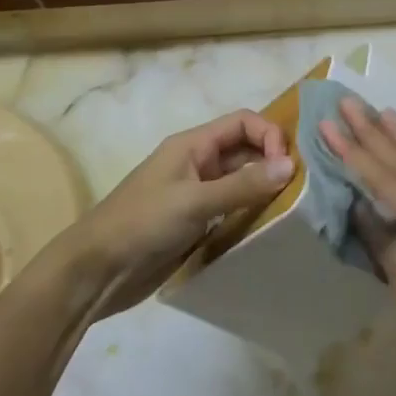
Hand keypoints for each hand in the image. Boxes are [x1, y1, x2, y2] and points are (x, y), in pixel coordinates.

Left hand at [67, 110, 293, 316]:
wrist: (96, 272)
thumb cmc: (142, 224)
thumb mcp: (194, 201)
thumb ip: (243, 185)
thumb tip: (290, 165)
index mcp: (192, 145)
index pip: (242, 122)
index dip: (269, 135)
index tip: (287, 166)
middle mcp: (197, 163)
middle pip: (244, 150)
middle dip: (271, 162)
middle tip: (299, 189)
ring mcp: (196, 194)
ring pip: (240, 181)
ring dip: (263, 189)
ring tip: (291, 209)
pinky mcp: (195, 223)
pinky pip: (231, 209)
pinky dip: (250, 213)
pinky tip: (267, 228)